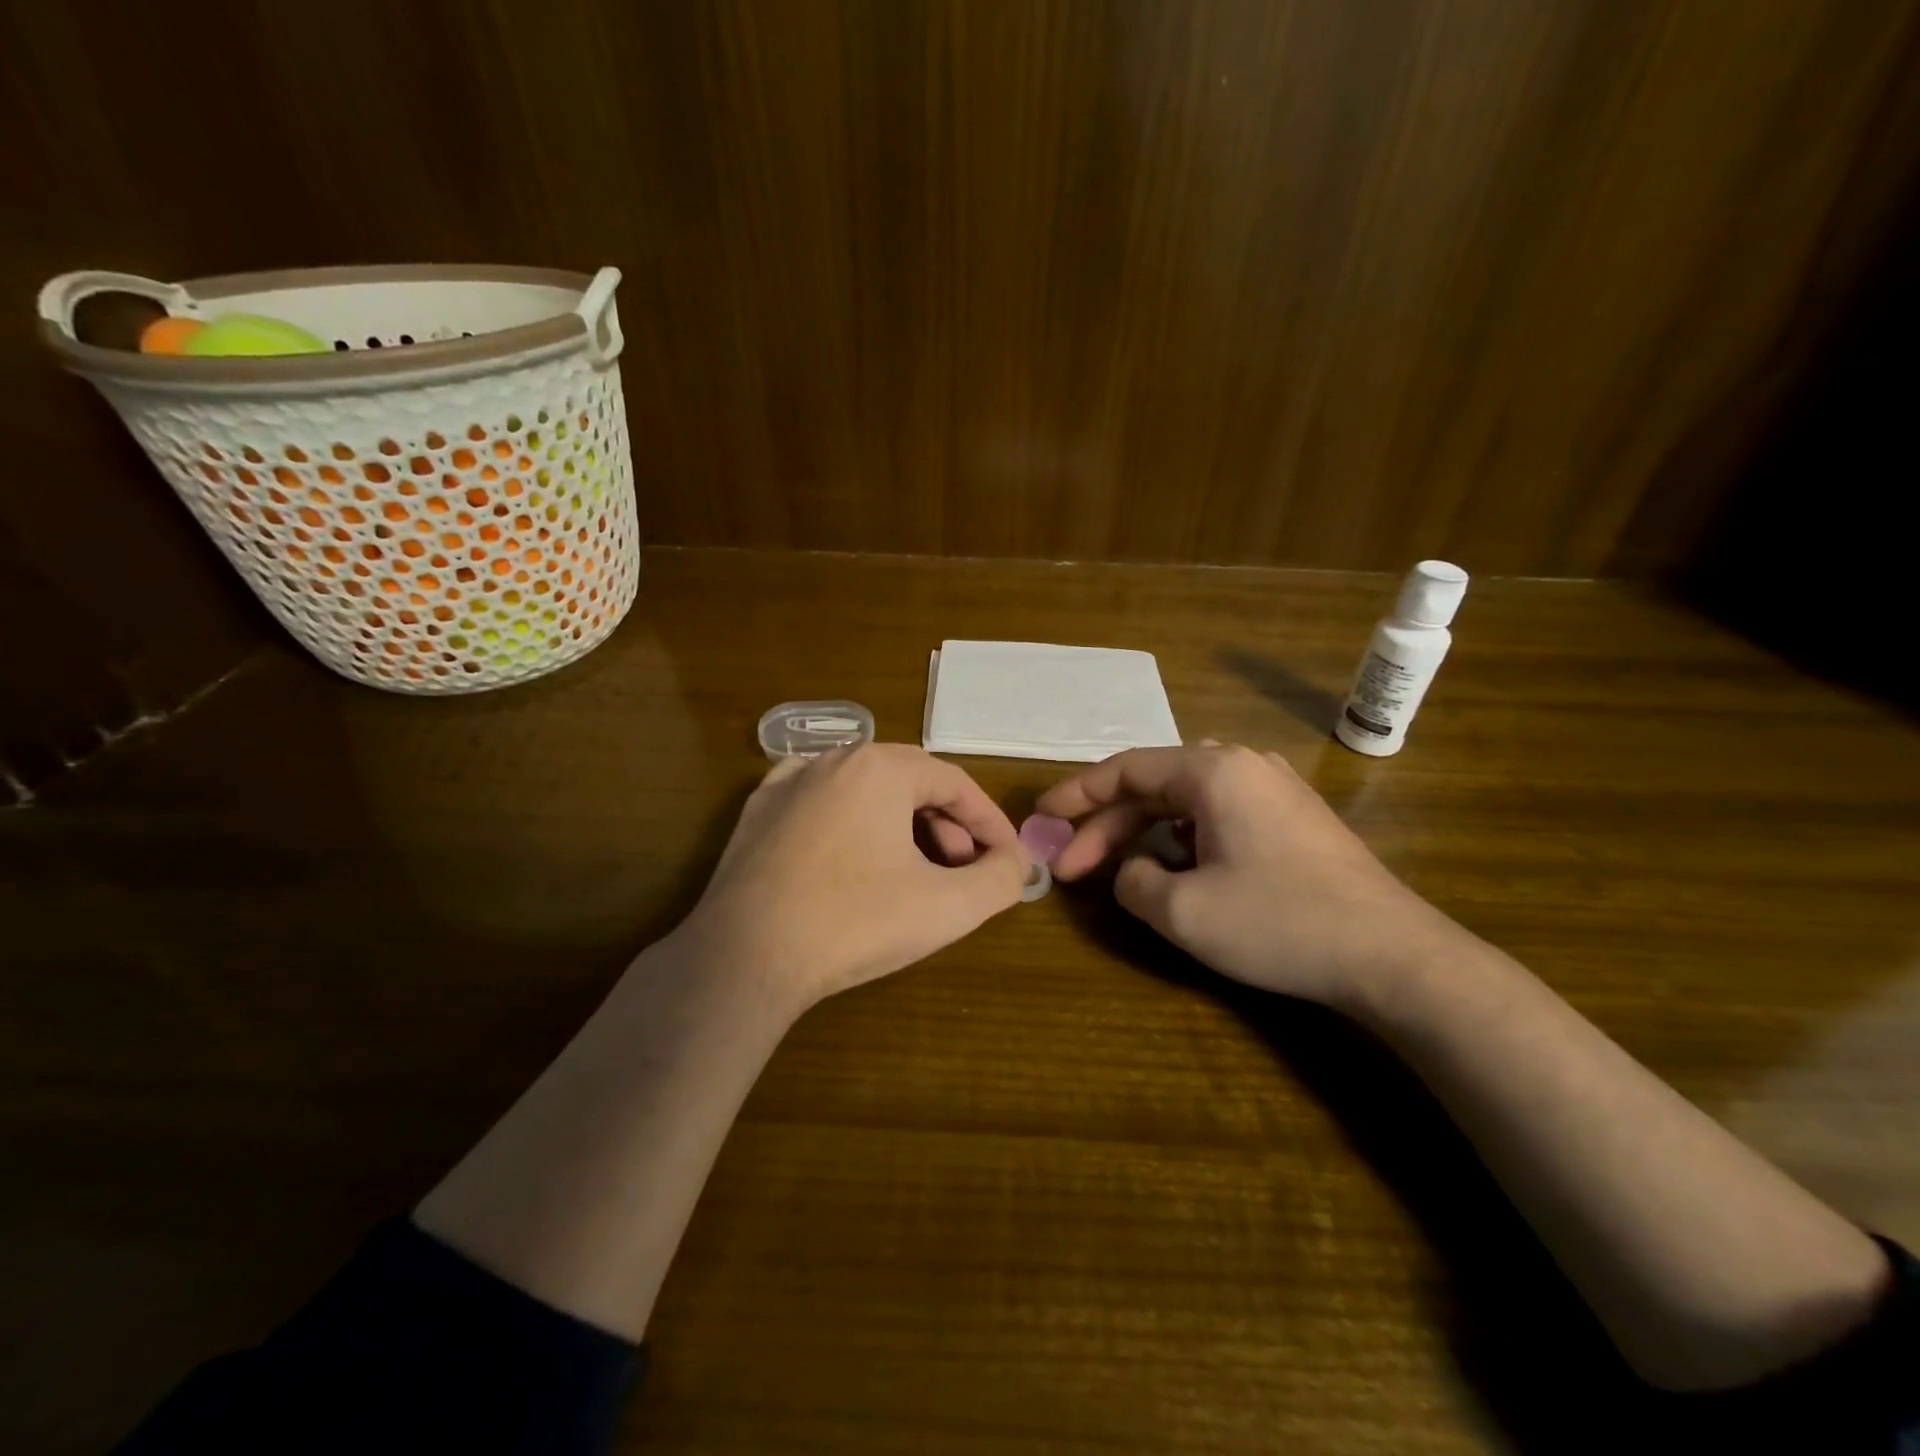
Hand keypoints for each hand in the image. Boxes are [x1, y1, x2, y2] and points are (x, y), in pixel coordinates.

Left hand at [675, 744, 1027, 1013]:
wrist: (744, 957)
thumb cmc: (854, 923)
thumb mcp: (948, 907)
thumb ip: (1000, 879)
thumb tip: (1015, 863)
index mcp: (881, 767)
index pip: (955, 783)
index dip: (989, 821)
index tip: (1008, 857)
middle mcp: (834, 759)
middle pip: (910, 782)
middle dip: (947, 824)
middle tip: (963, 867)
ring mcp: (788, 782)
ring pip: (865, 790)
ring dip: (902, 823)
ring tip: (914, 869)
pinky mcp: (757, 811)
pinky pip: (821, 801)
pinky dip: (852, 821)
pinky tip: (855, 851)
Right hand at [1037, 743, 1463, 1008]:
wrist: (1394, 957)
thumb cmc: (1280, 923)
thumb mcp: (1184, 911)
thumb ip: (1133, 883)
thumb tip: (1131, 871)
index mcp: (1212, 771)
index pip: (1125, 769)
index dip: (1076, 794)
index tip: (1041, 817)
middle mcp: (1242, 765)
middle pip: (1153, 786)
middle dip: (1106, 827)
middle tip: (1069, 868)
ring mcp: (1273, 790)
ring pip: (1185, 801)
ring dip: (1143, 833)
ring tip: (1116, 870)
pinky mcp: (1293, 819)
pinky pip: (1217, 815)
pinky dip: (1182, 839)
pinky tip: (1176, 870)